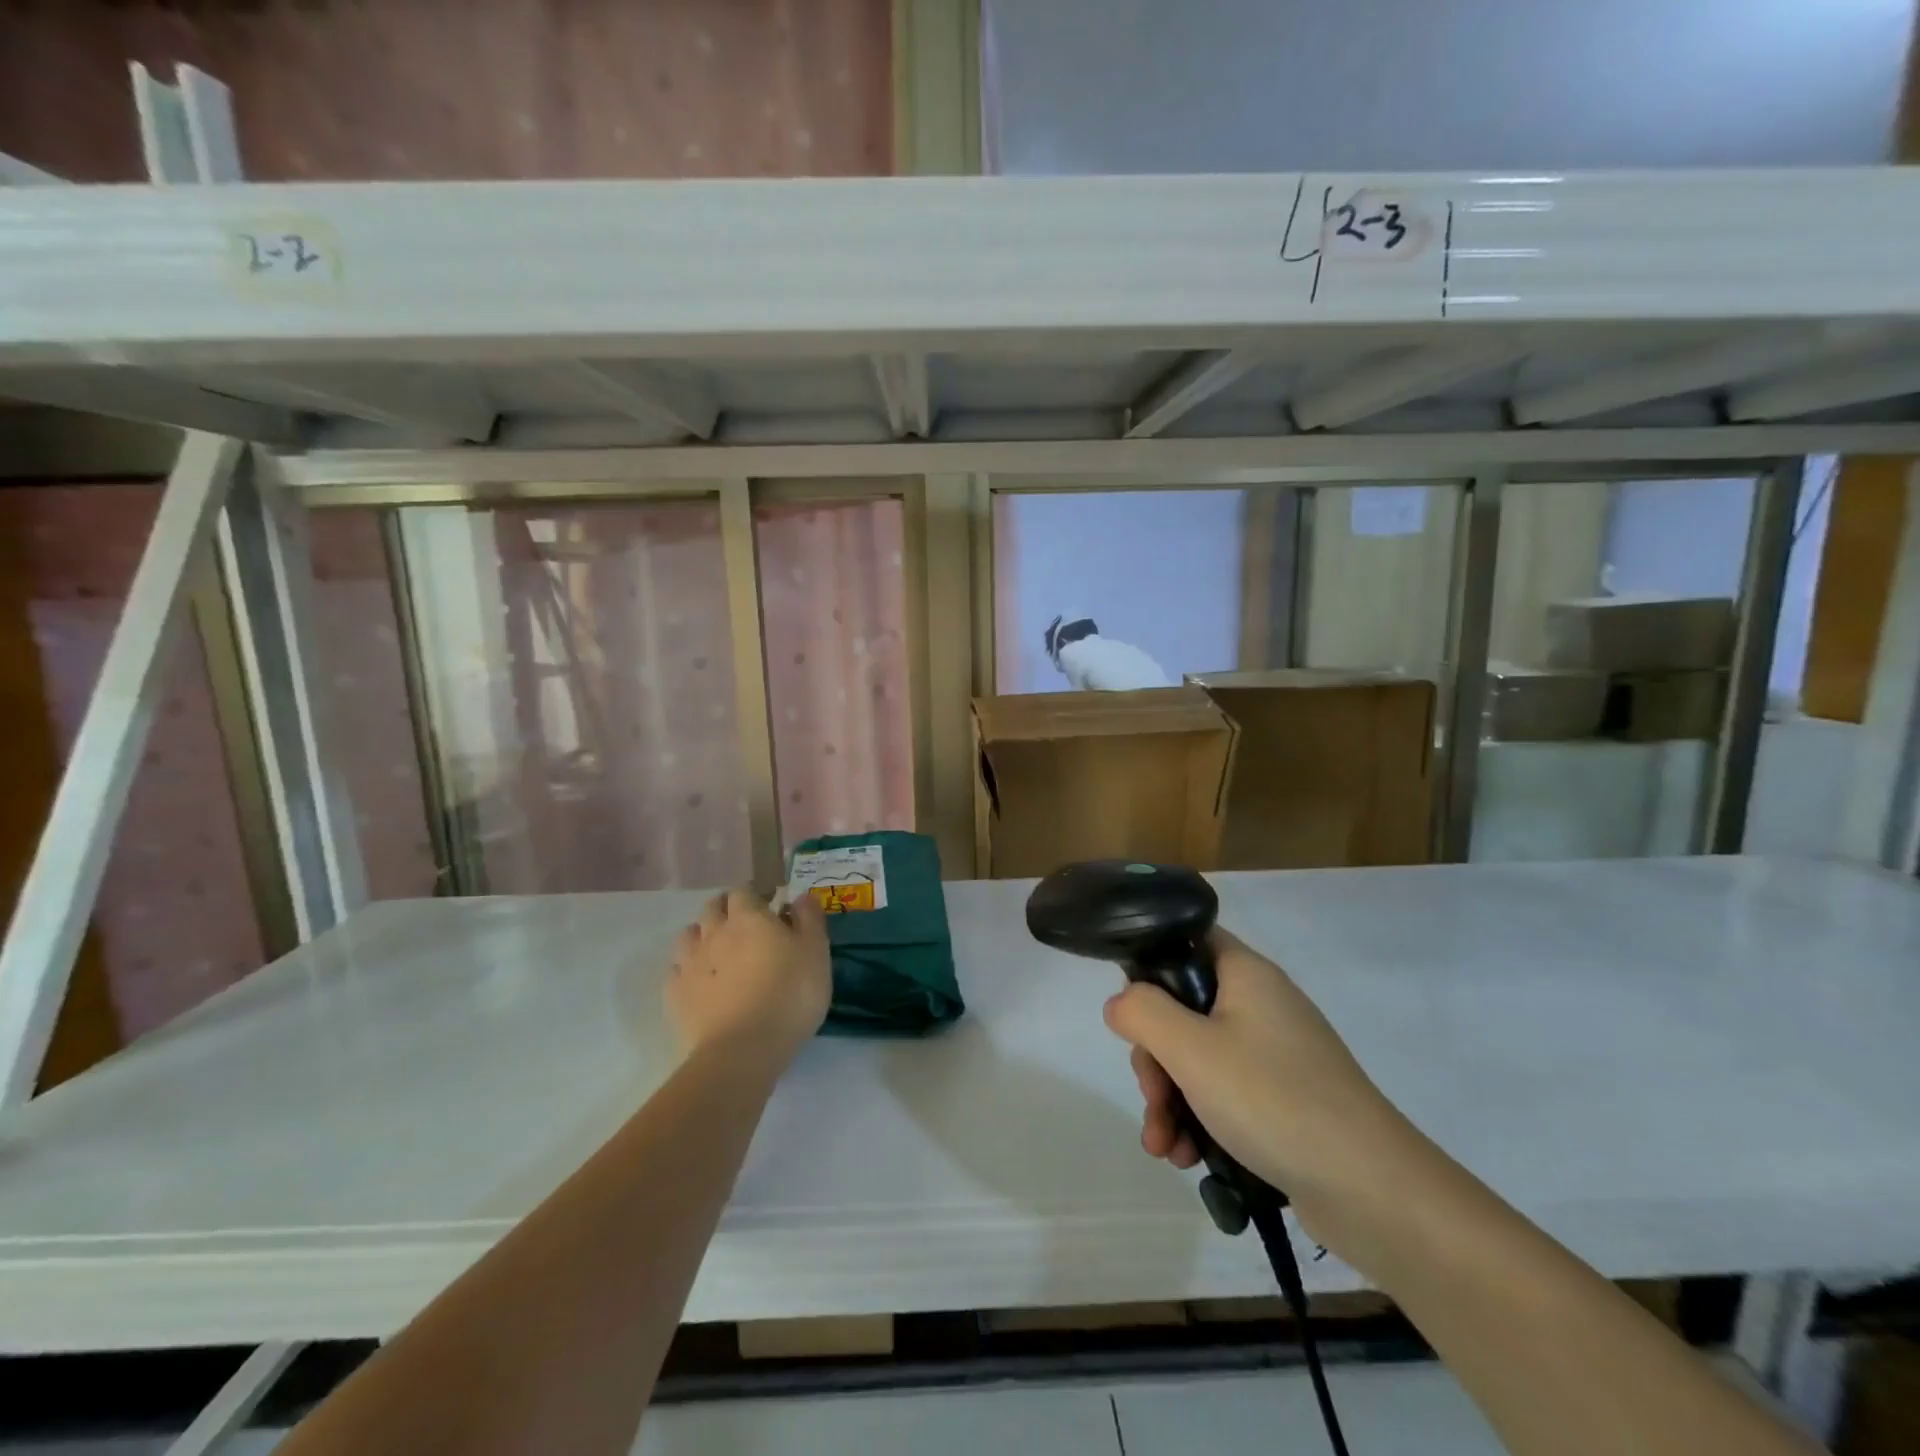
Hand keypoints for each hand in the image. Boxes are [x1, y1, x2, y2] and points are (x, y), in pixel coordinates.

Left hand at [668, 888, 831, 1068]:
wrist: (743, 1051)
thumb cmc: (789, 995)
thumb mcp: (816, 952)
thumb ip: (809, 918)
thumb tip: (799, 895)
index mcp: (748, 917)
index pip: (744, 891)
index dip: (755, 894)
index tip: (769, 904)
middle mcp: (713, 932)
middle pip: (712, 907)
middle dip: (726, 909)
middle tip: (745, 925)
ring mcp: (689, 964)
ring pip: (688, 936)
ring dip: (702, 935)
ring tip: (718, 951)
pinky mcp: (675, 996)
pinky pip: (676, 971)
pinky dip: (687, 970)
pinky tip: (700, 982)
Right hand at [1102, 926, 1420, 1209]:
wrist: (1372, 1191)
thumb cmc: (1273, 1100)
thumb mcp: (1191, 1049)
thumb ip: (1142, 1013)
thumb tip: (1120, 1002)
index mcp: (1246, 975)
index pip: (1187, 941)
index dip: (1151, 965)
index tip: (1133, 1011)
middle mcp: (1261, 1005)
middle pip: (1183, 1010)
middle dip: (1155, 1058)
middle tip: (1152, 1097)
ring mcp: (1275, 1055)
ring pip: (1198, 1059)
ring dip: (1170, 1100)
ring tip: (1163, 1148)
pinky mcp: (1283, 1100)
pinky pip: (1225, 1095)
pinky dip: (1200, 1121)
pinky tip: (1188, 1159)